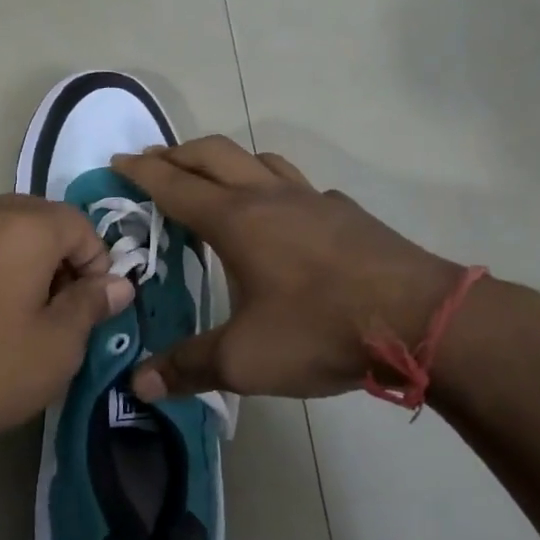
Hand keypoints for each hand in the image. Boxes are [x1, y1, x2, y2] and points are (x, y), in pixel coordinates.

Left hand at [0, 194, 133, 459]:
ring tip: (27, 312)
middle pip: (43, 219)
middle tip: (64, 308)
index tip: (92, 306)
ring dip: (30, 259)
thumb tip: (118, 283)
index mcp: (25, 227)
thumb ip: (91, 305)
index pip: (80, 223)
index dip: (98, 262)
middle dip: (64, 257)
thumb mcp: (56, 347)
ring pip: (8, 229)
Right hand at [110, 137, 473, 400]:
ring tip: (212, 178)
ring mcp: (313, 199)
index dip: (142, 171)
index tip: (117, 159)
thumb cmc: (320, 330)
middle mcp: (270, 196)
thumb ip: (189, 367)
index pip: (175, 185)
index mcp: (236, 220)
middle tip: (153, 161)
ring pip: (259, 159)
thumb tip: (138, 385)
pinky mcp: (346, 213)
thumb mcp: (245, 359)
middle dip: (177, 153)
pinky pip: (298, 184)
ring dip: (226, 160)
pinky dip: (273, 184)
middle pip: (213, 154)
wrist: (421, 318)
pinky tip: (283, 215)